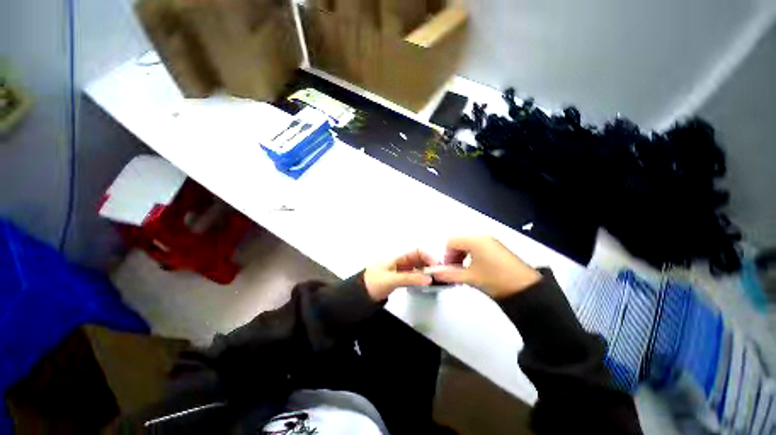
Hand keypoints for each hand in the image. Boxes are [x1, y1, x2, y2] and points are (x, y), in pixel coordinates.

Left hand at [364, 249, 437, 300]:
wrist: (360, 294)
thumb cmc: (372, 282)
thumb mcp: (391, 280)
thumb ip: (410, 278)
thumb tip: (428, 279)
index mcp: (398, 256)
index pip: (417, 251)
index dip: (428, 256)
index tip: (437, 266)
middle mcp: (401, 261)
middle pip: (420, 259)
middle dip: (431, 264)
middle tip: (440, 275)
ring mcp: (402, 270)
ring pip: (419, 267)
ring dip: (428, 272)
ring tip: (437, 280)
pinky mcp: (402, 278)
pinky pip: (415, 275)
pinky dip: (422, 278)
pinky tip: (427, 284)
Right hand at [432, 236, 541, 298]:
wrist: (526, 289)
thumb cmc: (496, 279)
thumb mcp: (470, 277)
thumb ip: (449, 274)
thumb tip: (434, 273)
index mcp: (474, 240)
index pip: (451, 241)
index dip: (446, 255)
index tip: (448, 268)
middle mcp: (482, 237)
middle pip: (459, 241)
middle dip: (454, 255)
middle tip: (456, 271)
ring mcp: (491, 242)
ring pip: (468, 245)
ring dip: (463, 256)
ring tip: (466, 272)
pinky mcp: (498, 248)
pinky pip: (478, 248)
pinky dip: (472, 256)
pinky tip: (476, 270)